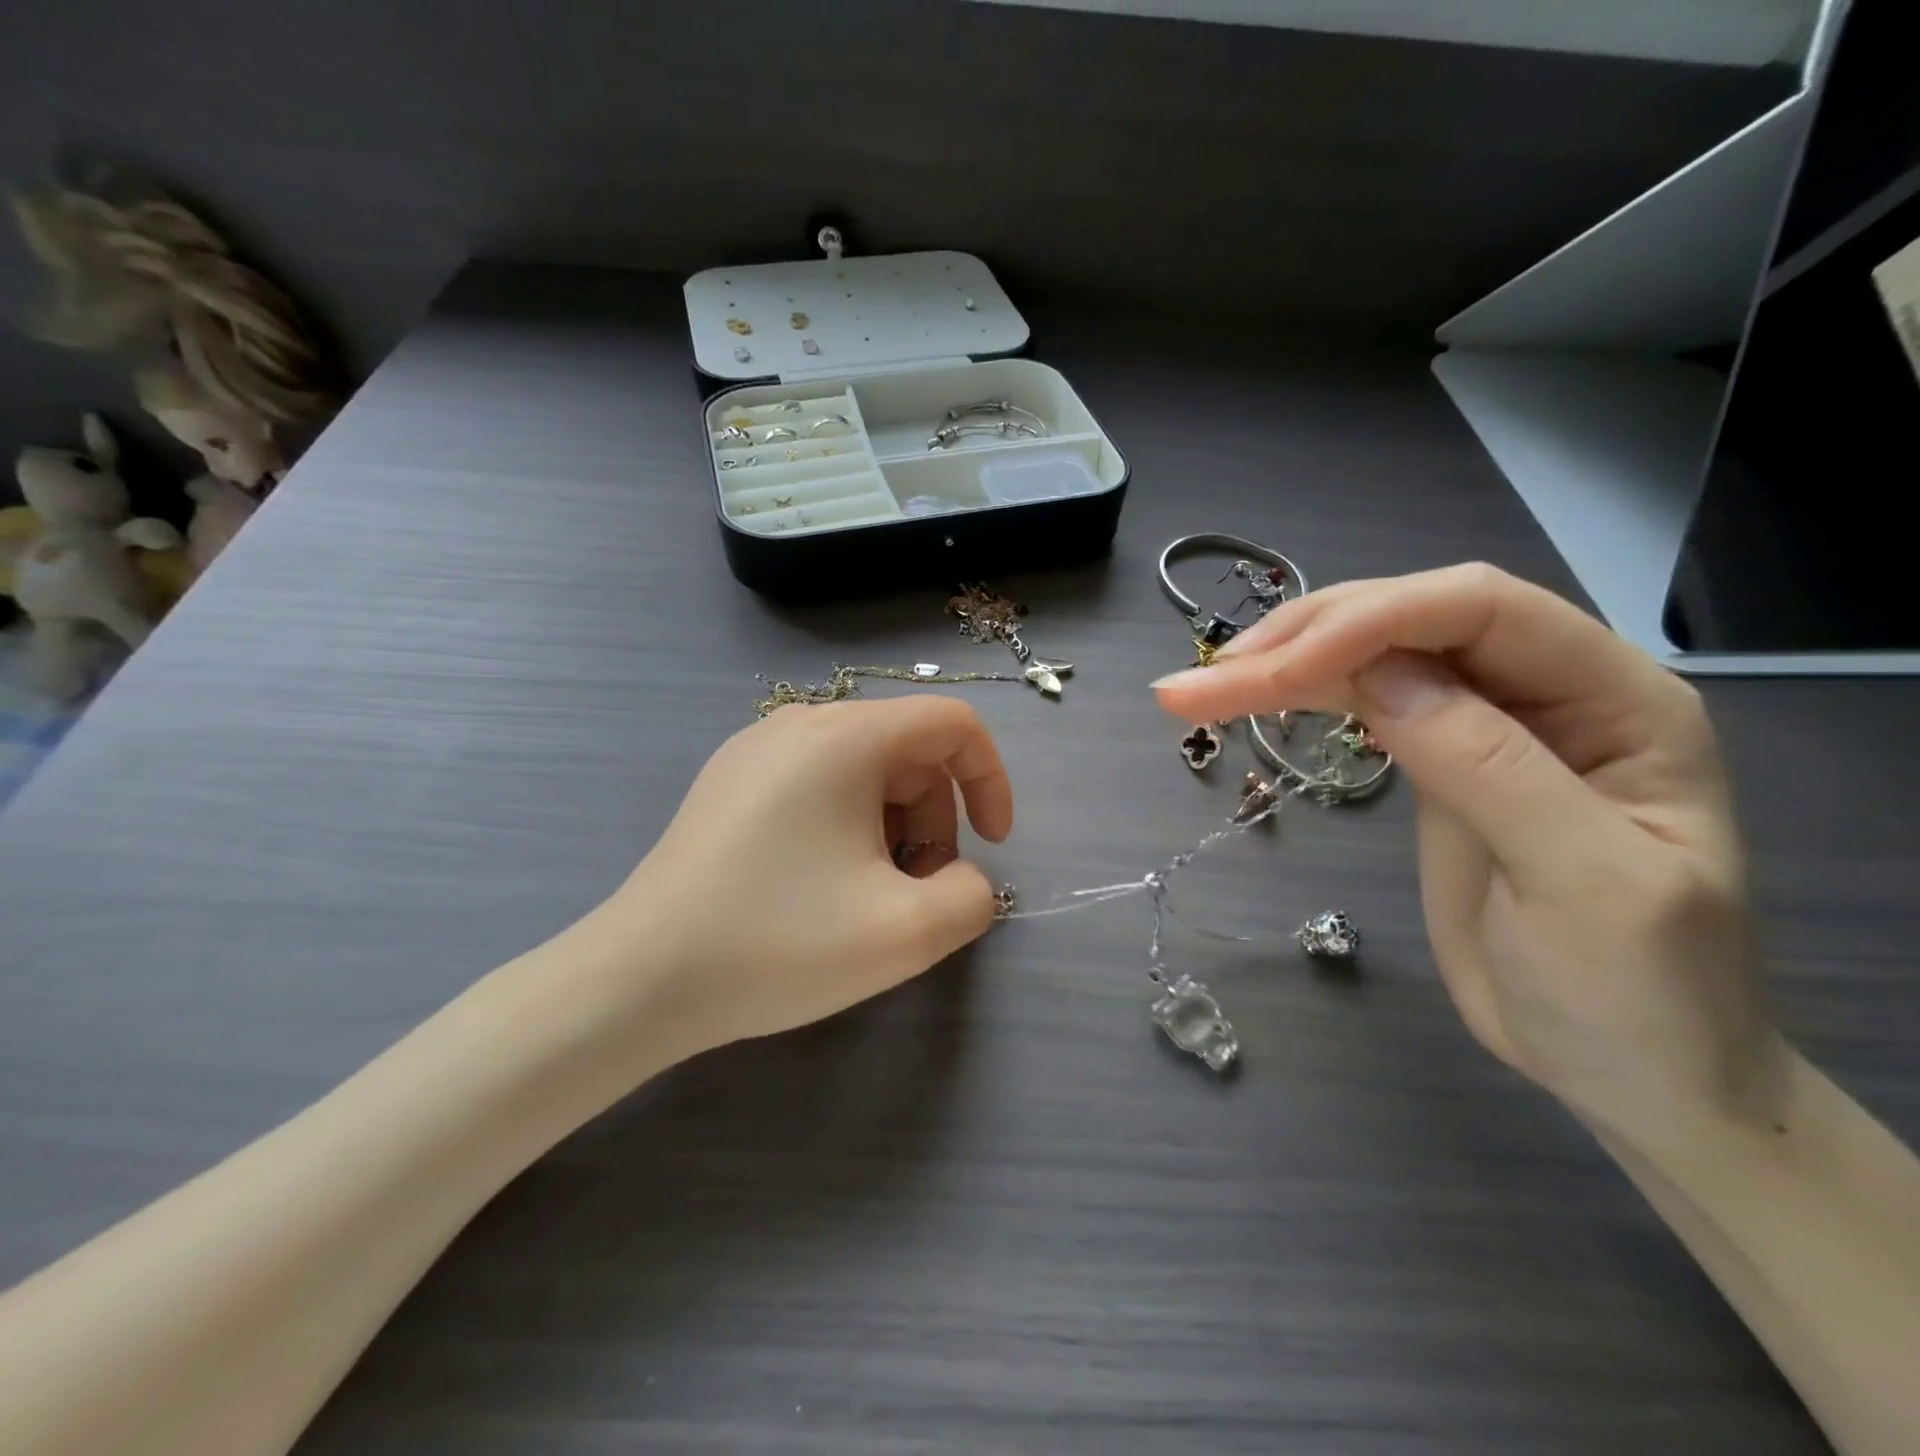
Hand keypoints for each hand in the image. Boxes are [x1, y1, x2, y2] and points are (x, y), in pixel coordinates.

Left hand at [567, 696, 1013, 1063]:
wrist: (638, 979)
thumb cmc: (778, 943)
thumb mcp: (905, 934)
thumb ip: (972, 897)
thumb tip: (961, 877)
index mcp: (846, 736)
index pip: (953, 724)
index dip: (990, 780)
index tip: (991, 846)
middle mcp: (801, 722)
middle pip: (908, 750)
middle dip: (936, 818)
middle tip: (917, 890)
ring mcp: (755, 747)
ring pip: (863, 769)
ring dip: (892, 825)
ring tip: (868, 893)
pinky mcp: (729, 780)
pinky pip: (817, 781)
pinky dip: (846, 823)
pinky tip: (818, 883)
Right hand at [1153, 564, 1780, 1140]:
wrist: (1631, 1070)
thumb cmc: (1636, 994)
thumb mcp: (1583, 883)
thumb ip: (1487, 763)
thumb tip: (1379, 673)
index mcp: (1617, 698)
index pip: (1481, 610)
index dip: (1370, 621)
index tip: (1272, 669)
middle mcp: (1548, 688)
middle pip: (1411, 620)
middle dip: (1305, 639)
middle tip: (1207, 678)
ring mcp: (1486, 721)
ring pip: (1372, 657)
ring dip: (1282, 665)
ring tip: (1197, 690)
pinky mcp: (1435, 758)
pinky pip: (1360, 701)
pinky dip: (1297, 696)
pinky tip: (1248, 697)